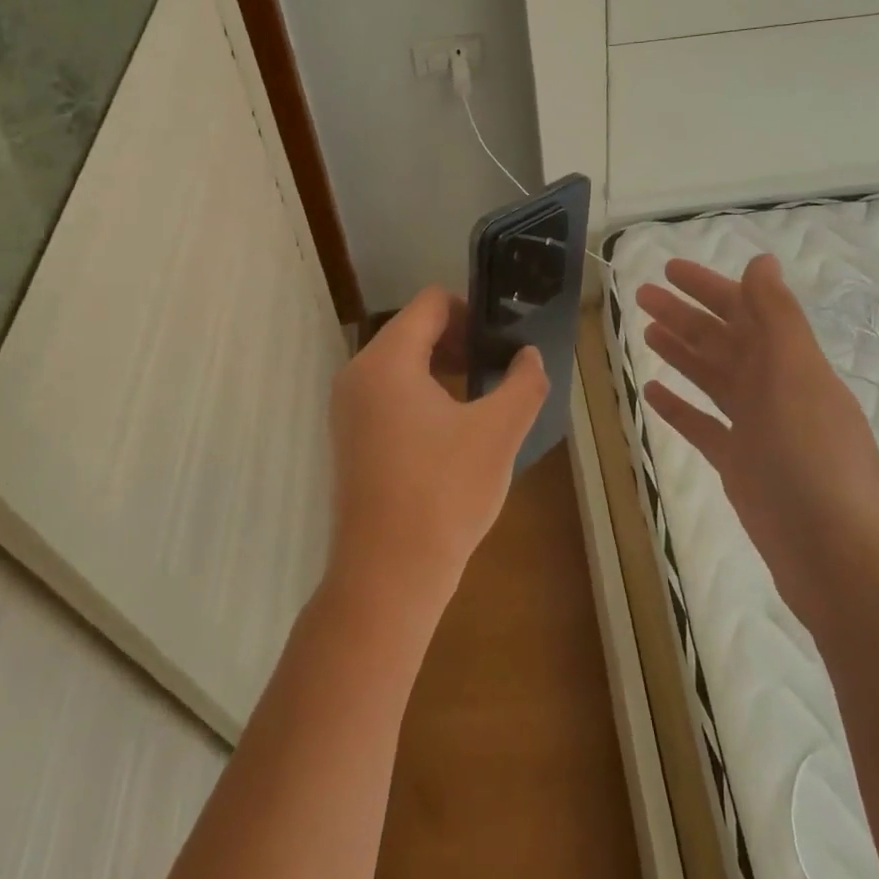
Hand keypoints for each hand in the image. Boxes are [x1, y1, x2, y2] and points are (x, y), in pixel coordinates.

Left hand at [328, 286, 548, 620]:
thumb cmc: (444, 494)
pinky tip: (454, 429)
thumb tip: (529, 356)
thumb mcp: (498, 433)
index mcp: (387, 361)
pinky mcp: (350, 438)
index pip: (431, 304)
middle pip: (413, 330)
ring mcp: (348, 409)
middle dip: (460, 340)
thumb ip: (523, 383)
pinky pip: (389, 394)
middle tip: (500, 367)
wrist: (388, 575)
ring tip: (483, 396)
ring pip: (401, 364)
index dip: (472, 309)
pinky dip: (422, 394)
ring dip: (443, 368)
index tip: (505, 337)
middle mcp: (358, 374)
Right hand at [636, 255, 878, 630]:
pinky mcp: (741, 467)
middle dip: (685, 315)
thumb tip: (762, 261)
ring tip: (646, 332)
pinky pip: (703, 426)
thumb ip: (777, 317)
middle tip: (642, 295)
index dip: (708, 286)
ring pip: (712, 378)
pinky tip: (652, 392)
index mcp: (791, 362)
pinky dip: (679, 407)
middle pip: (723, 341)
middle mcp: (775, 389)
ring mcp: (758, 429)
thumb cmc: (816, 459)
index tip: (668, 269)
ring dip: (681, 353)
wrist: (840, 560)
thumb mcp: (797, 376)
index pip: (745, 310)